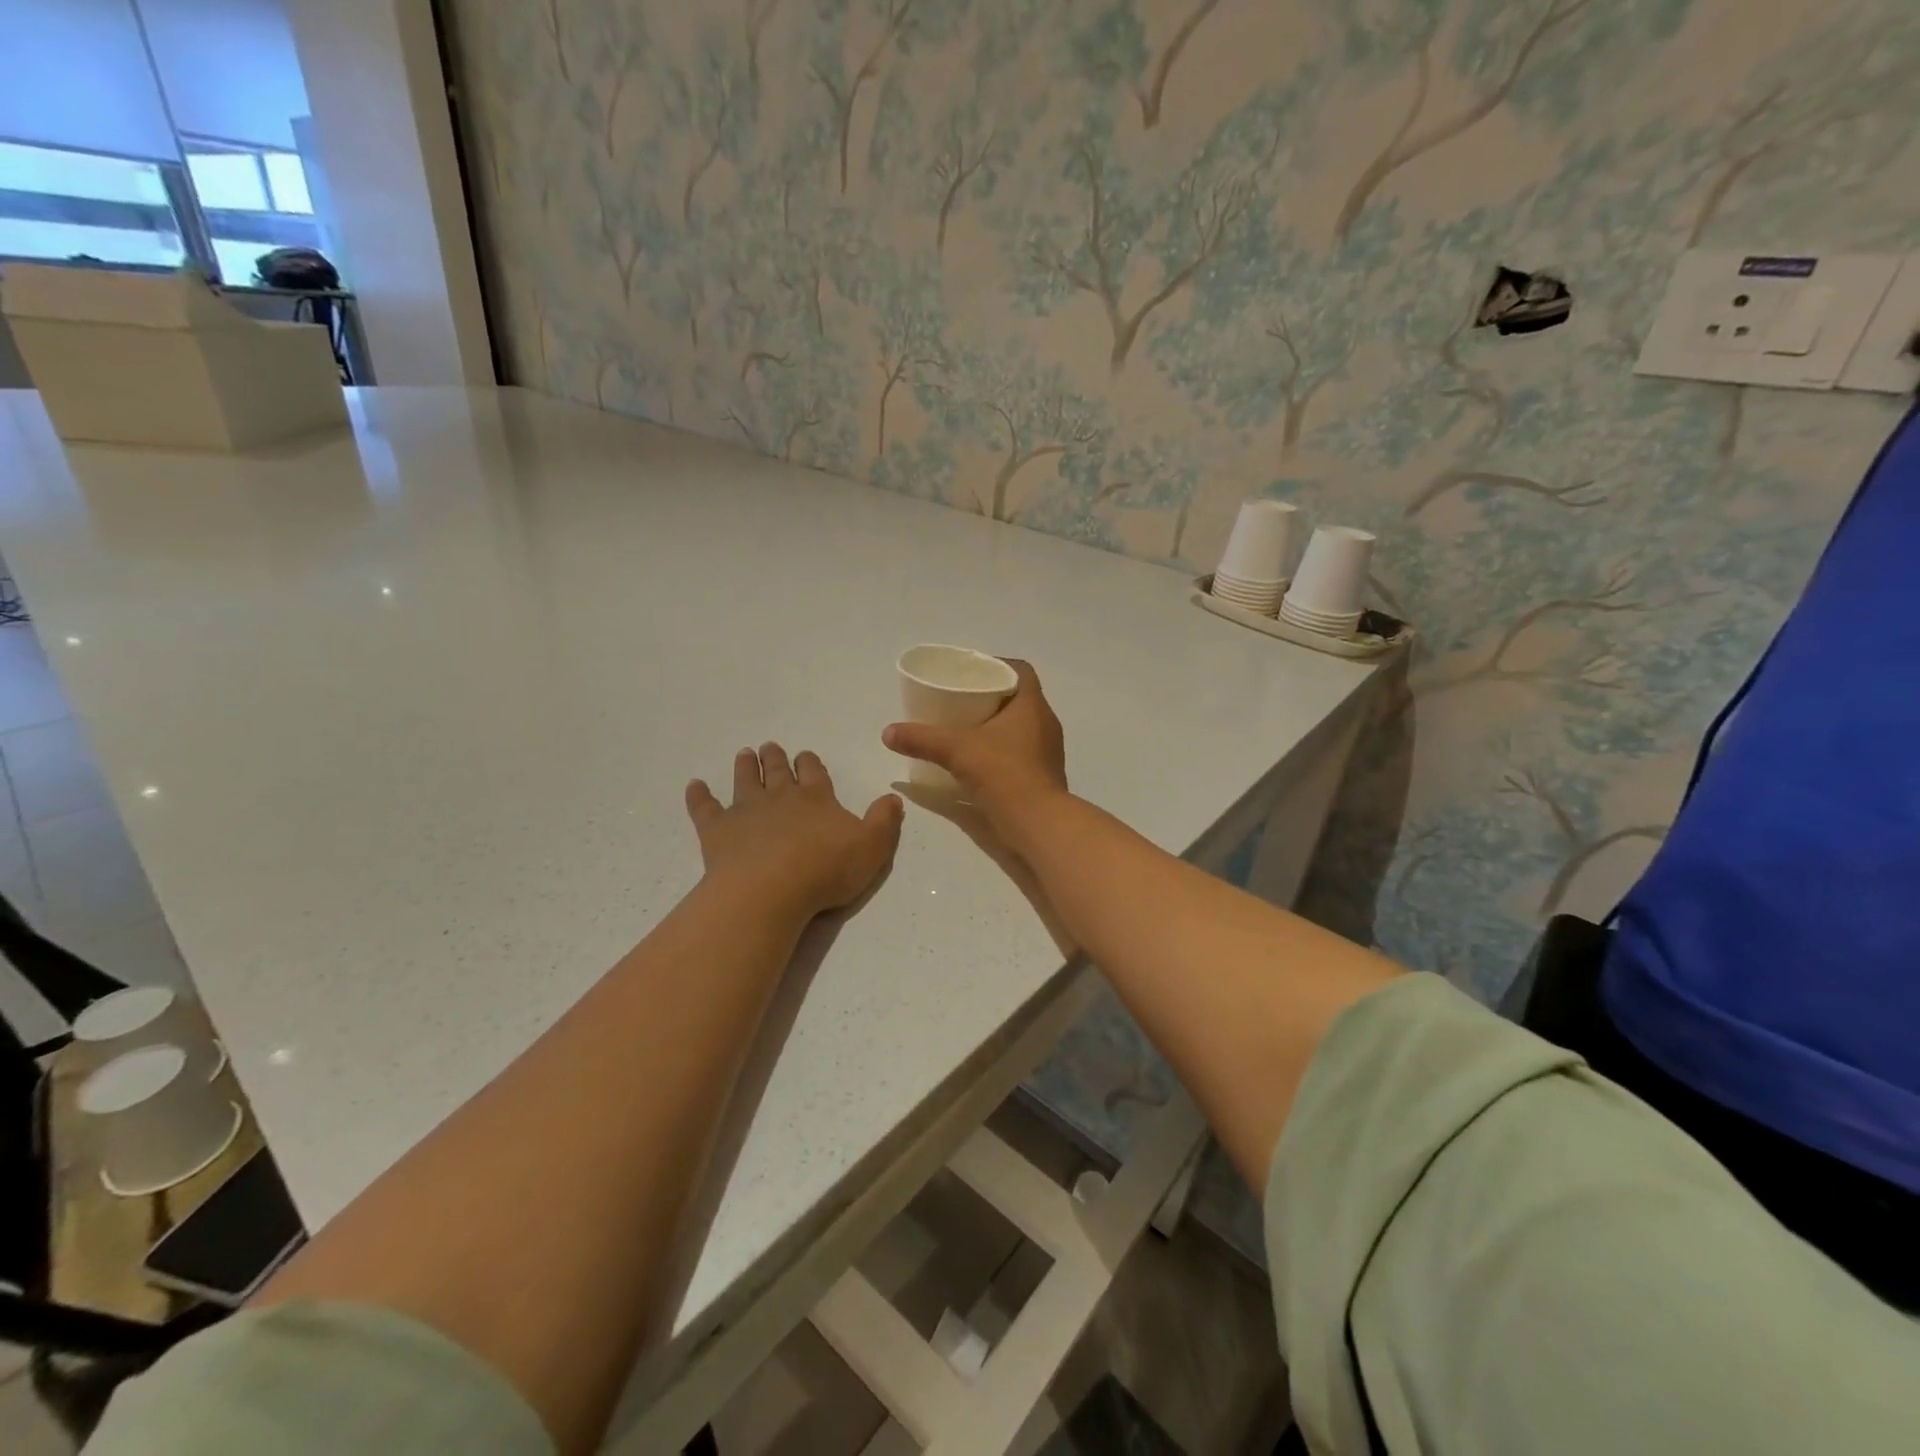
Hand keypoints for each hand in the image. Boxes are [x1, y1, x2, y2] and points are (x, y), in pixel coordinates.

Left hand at [686, 744, 903, 918]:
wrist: (770, 890)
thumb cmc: (825, 870)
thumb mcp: (872, 847)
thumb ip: (884, 821)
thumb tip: (892, 798)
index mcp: (816, 798)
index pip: (814, 772)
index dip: (810, 763)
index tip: (805, 756)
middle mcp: (780, 796)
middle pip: (777, 770)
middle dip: (776, 758)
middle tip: (770, 747)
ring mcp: (746, 810)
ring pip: (745, 779)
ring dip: (745, 766)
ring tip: (744, 754)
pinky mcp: (717, 829)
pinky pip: (705, 807)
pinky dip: (699, 795)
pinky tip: (694, 786)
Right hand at [882, 660, 1068, 835]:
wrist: (1038, 823)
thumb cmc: (1003, 773)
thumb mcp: (957, 750)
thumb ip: (922, 739)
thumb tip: (888, 733)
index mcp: (1032, 706)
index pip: (1020, 671)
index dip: (997, 665)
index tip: (971, 673)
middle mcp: (1045, 724)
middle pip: (1018, 699)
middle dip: (990, 697)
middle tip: (960, 700)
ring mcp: (1047, 752)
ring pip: (1020, 727)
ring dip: (996, 726)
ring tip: (965, 729)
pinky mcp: (1043, 776)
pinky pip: (1021, 752)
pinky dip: (1000, 751)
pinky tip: (978, 761)